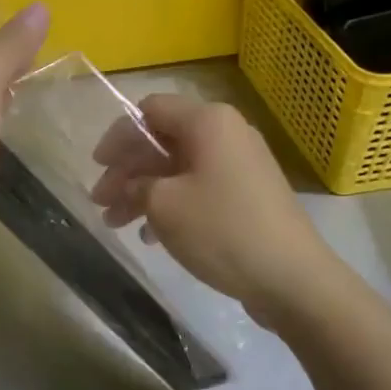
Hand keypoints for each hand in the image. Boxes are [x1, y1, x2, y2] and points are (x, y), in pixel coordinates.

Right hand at [90, 95, 333, 310]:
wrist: (293, 278)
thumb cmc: (222, 230)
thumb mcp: (164, 205)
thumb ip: (136, 184)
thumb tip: (130, 184)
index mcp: (207, 121)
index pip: (150, 110)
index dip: (119, 136)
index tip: (97, 166)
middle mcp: (226, 132)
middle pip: (163, 140)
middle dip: (127, 170)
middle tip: (101, 202)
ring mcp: (240, 164)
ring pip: (178, 167)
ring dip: (144, 191)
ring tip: (115, 223)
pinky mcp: (247, 193)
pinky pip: (198, 186)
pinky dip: (171, 203)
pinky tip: (151, 235)